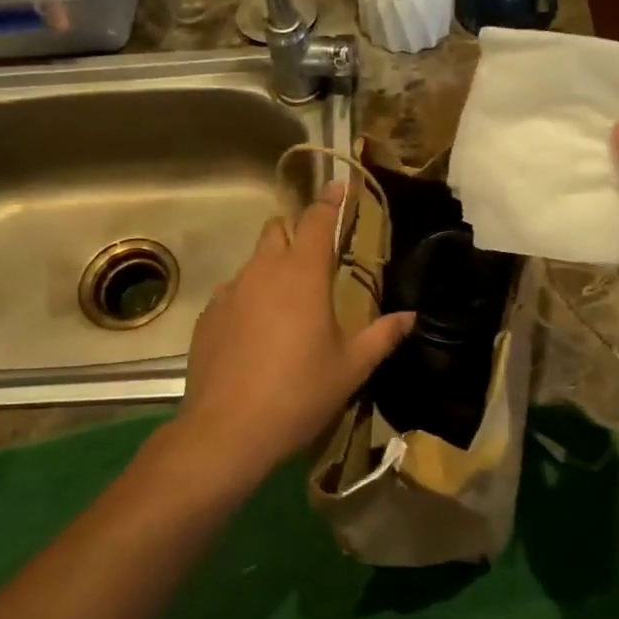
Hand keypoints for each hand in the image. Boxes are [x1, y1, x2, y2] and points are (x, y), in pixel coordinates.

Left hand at [175, 183, 413, 479]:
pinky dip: (249, 300)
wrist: (228, 431)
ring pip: (253, 262)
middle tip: (315, 263)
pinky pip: (233, 293)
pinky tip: (256, 337)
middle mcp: (263, 271)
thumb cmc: (299, 393)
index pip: (317, 219)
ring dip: (272, 269)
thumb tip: (410, 317)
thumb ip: (382, 336)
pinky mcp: (208, 317)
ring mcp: (230, 292)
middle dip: (296, 234)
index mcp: (303, 275)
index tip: (339, 187)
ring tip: (287, 309)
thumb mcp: (351, 367)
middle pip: (277, 230)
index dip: (330, 201)